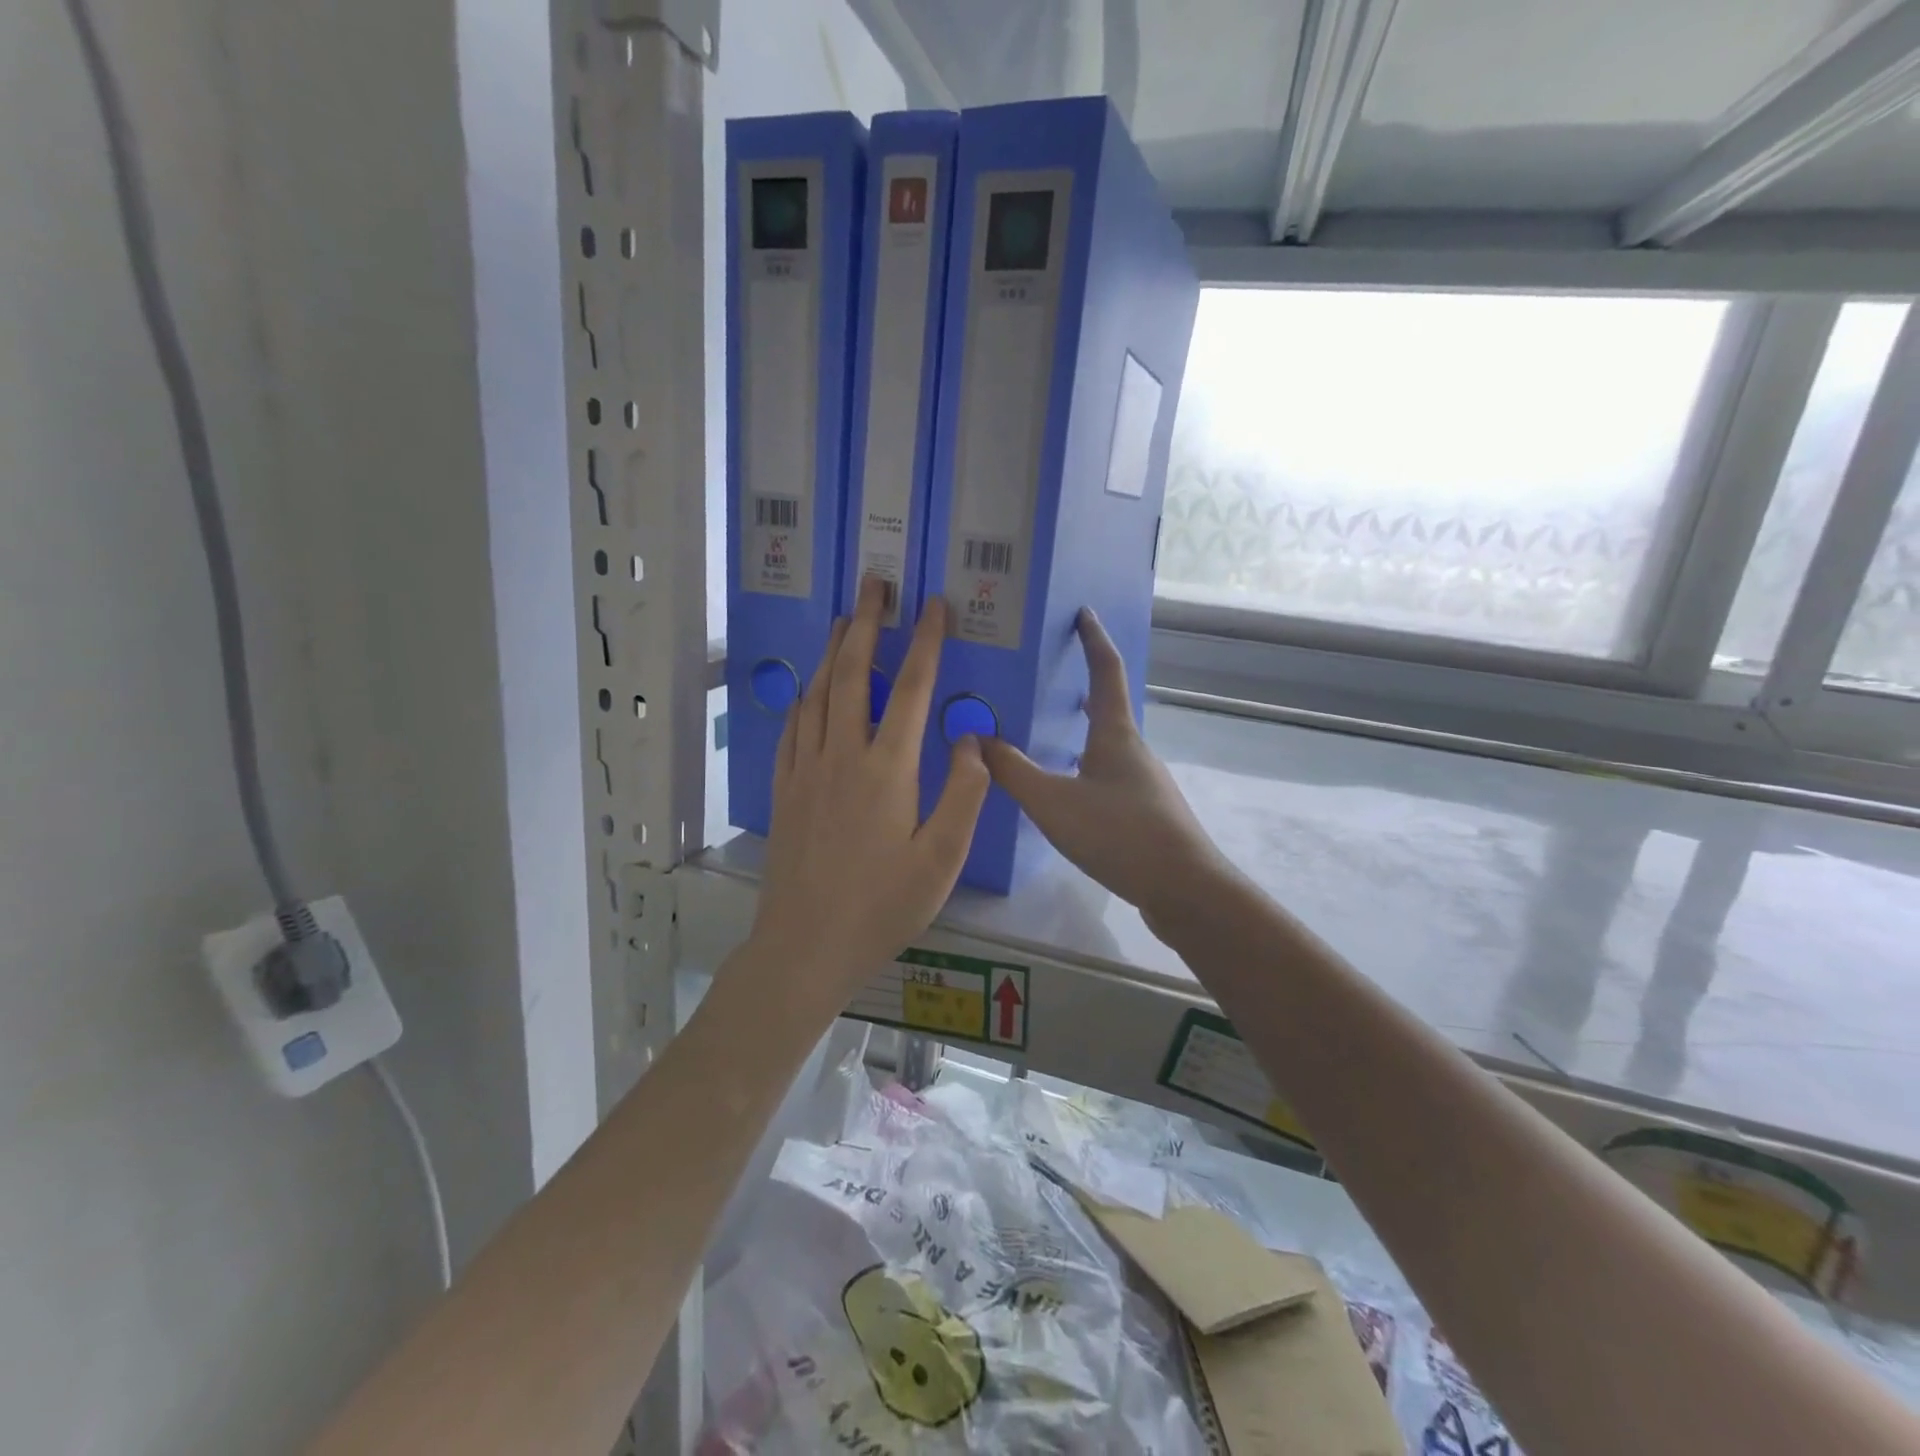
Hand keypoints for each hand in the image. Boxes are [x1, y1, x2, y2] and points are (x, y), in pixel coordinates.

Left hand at [748, 578, 990, 1004]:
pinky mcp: (784, 789)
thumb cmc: (882, 906)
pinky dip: (805, 696)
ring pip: (818, 693)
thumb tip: (971, 738)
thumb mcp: (940, 859)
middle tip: (874, 583)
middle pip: (852, 674)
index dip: (924, 642)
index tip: (933, 604)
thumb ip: (963, 793)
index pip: (909, 689)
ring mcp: (806, 770)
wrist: (805, 946)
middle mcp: (842, 756)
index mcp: (887, 769)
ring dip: (833, 651)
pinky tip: (810, 689)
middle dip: (866, 624)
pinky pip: (793, 727)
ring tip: (844, 619)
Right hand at [979, 610, 1234, 931]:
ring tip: (1048, 734)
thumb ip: (1012, 771)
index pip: (1105, 671)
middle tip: (1049, 675)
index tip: (1083, 612)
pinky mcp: (1147, 814)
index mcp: (1115, 734)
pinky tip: (1068, 793)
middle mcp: (1134, 750)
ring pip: (1107, 746)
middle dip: (1081, 687)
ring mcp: (1145, 783)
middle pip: (1108, 708)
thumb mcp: (1053, 802)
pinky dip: (1086, 767)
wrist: (1184, 890)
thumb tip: (976, 738)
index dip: (1093, 639)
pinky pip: (1109, 777)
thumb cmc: (1119, 834)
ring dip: (1082, 732)